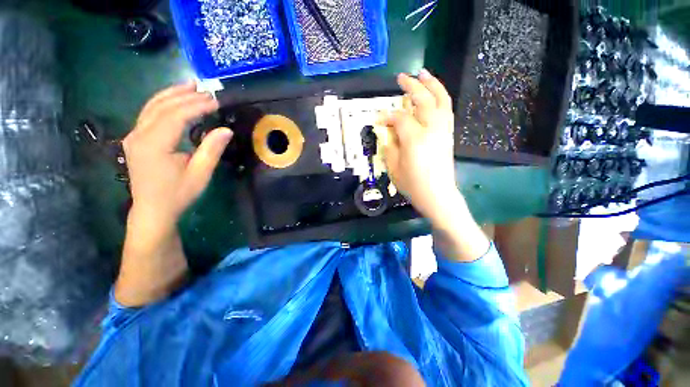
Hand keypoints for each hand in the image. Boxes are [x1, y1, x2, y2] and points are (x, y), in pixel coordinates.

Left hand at [115, 82, 231, 305]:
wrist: (153, 210)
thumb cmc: (178, 194)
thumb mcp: (200, 174)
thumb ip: (211, 150)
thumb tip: (226, 130)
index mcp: (153, 145)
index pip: (176, 115)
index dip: (197, 105)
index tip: (216, 101)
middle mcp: (139, 135)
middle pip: (162, 106)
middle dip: (186, 96)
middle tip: (207, 90)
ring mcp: (134, 136)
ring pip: (152, 106)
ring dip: (172, 94)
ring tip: (190, 85)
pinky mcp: (136, 139)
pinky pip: (148, 114)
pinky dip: (163, 103)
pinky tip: (174, 99)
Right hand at [382, 70, 489, 261]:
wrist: (437, 194)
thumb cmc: (412, 185)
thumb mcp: (393, 167)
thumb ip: (389, 146)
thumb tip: (387, 131)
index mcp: (414, 139)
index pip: (399, 118)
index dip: (387, 116)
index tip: (379, 119)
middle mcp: (431, 130)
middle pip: (422, 100)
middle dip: (411, 86)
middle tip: (401, 77)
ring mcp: (443, 130)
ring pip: (440, 100)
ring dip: (432, 84)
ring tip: (423, 73)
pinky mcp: (448, 134)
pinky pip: (446, 109)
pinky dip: (441, 97)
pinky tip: (434, 93)